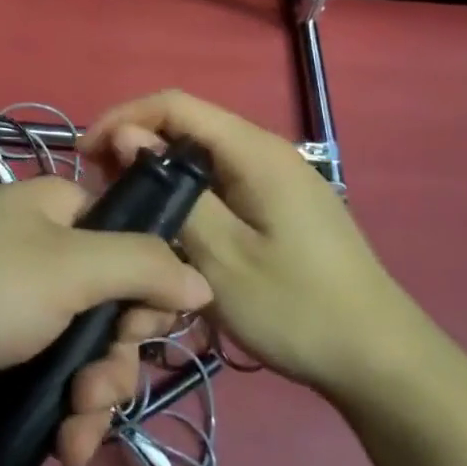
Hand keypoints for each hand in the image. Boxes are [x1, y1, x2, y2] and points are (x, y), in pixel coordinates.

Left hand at [0, 179, 212, 465]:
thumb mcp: (69, 267)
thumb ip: (141, 266)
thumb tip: (201, 278)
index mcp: (60, 210)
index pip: (132, 244)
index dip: (147, 292)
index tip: (141, 331)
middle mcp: (42, 247)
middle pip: (110, 305)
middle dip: (116, 360)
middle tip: (97, 391)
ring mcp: (16, 298)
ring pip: (82, 348)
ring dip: (92, 396)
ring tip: (75, 434)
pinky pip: (46, 372)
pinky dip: (60, 409)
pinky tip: (61, 448)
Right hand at [83, 89, 428, 400]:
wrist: (381, 361)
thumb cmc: (296, 308)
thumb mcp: (221, 256)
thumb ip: (171, 190)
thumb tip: (127, 137)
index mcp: (254, 151)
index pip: (175, 104)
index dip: (124, 118)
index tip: (85, 154)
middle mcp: (267, 150)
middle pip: (188, 125)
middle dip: (137, 144)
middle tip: (100, 187)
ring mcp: (278, 177)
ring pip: (203, 155)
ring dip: (160, 171)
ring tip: (127, 206)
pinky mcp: (282, 203)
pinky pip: (222, 180)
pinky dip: (186, 191)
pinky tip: (171, 224)